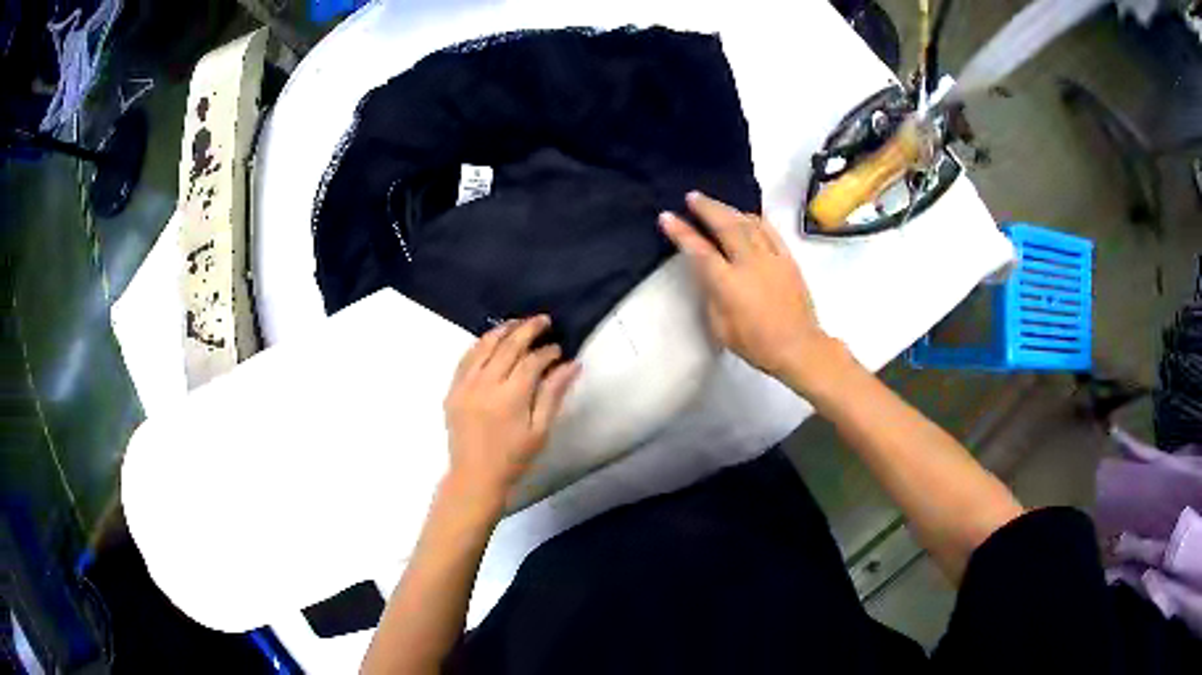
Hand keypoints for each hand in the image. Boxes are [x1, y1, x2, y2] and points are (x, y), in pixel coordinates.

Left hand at [443, 316, 579, 509]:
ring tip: (519, 322)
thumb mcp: (540, 430)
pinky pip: (466, 358)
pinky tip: (491, 340)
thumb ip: (553, 394)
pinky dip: (480, 344)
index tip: (559, 349)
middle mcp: (485, 385)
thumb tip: (572, 364)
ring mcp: (465, 385)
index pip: (531, 361)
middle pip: (507, 346)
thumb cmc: (513, 458)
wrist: (475, 476)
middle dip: (527, 329)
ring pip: (484, 346)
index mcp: (510, 397)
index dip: (548, 352)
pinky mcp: (452, 390)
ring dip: (503, 330)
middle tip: (543, 320)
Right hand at [659, 192, 838, 388]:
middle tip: (692, 196)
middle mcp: (750, 263)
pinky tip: (747, 215)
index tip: (667, 216)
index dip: (681, 232)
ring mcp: (772, 257)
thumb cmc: (756, 344)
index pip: (700, 250)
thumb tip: (707, 273)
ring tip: (715, 203)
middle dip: (707, 208)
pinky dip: (755, 219)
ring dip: (729, 210)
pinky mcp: (788, 258)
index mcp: (729, 283)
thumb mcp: (721, 327)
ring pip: (748, 223)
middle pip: (726, 226)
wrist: (798, 346)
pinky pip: (770, 230)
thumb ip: (711, 294)